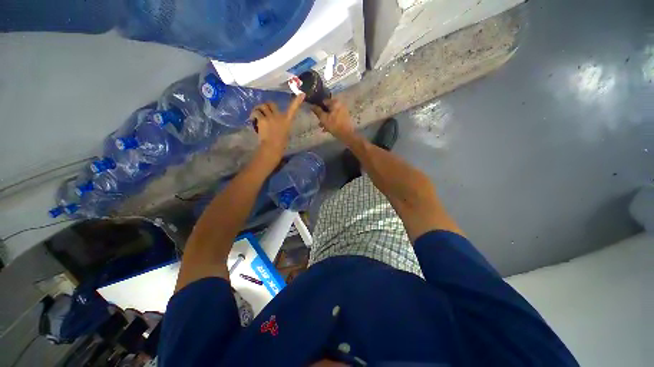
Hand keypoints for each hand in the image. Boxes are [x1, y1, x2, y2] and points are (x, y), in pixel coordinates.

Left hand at [250, 94, 304, 166]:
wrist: (273, 147)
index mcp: (287, 120)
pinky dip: (253, 115)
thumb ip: (282, 124)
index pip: (293, 109)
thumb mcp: (285, 132)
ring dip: (258, 109)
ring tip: (255, 115)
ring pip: (262, 106)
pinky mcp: (262, 119)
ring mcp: (270, 117)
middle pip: (271, 104)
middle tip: (263, 111)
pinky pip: (256, 113)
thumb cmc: (280, 143)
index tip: (302, 94)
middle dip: (266, 106)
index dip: (297, 101)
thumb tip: (276, 121)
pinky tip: (252, 120)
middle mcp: (279, 116)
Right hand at [310, 99, 354, 140]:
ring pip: (331, 114)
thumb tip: (311, 105)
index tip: (314, 113)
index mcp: (335, 102)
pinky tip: (326, 129)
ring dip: (326, 120)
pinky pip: (335, 118)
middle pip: (327, 108)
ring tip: (321, 127)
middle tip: (318, 121)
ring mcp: (343, 111)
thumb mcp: (323, 118)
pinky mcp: (344, 118)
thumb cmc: (334, 125)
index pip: (323, 101)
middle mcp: (340, 105)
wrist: (347, 135)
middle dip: (322, 115)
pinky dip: (331, 122)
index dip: (318, 106)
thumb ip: (317, 111)